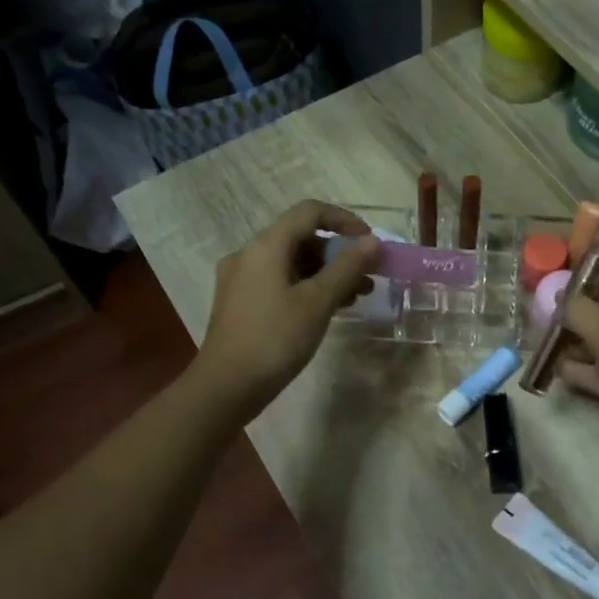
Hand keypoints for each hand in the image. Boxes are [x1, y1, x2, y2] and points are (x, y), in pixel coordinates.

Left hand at [193, 200, 380, 420]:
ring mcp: (242, 279)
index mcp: (266, 245)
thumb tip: (372, 241)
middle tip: (368, 276)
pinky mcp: (241, 302)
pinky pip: (280, 281)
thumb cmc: (274, 339)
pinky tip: (328, 309)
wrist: (225, 387)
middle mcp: (250, 254)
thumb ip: (347, 267)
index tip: (370, 242)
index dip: (344, 220)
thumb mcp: (317, 302)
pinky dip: (307, 287)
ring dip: (326, 273)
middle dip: (339, 253)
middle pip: (301, 237)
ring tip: (356, 297)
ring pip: (292, 262)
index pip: (310, 212)